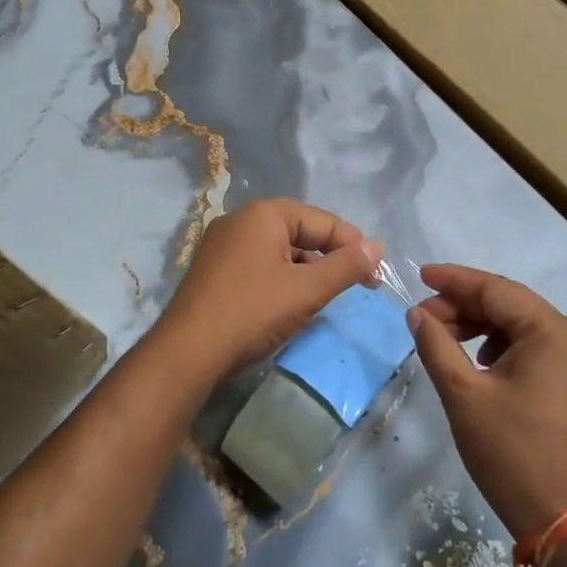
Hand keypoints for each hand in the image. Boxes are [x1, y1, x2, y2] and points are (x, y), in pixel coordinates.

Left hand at [151, 199, 383, 381]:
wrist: (188, 352)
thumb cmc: (253, 311)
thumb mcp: (307, 290)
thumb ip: (346, 266)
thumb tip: (378, 247)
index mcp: (263, 214)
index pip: (322, 220)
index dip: (353, 245)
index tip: (375, 274)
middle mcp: (240, 220)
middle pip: (299, 232)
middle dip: (328, 258)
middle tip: (354, 286)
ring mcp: (221, 245)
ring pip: (278, 250)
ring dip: (305, 271)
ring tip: (323, 298)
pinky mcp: (212, 271)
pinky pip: (258, 265)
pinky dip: (280, 280)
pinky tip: (289, 305)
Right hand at [408, 264, 566, 540]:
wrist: (559, 518)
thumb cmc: (509, 451)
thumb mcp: (463, 394)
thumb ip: (437, 345)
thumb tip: (417, 313)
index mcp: (552, 333)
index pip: (497, 290)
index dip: (455, 281)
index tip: (420, 276)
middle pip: (511, 305)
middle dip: (465, 306)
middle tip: (425, 317)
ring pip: (521, 326)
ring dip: (481, 325)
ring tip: (445, 339)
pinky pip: (534, 348)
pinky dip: (501, 346)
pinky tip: (478, 361)